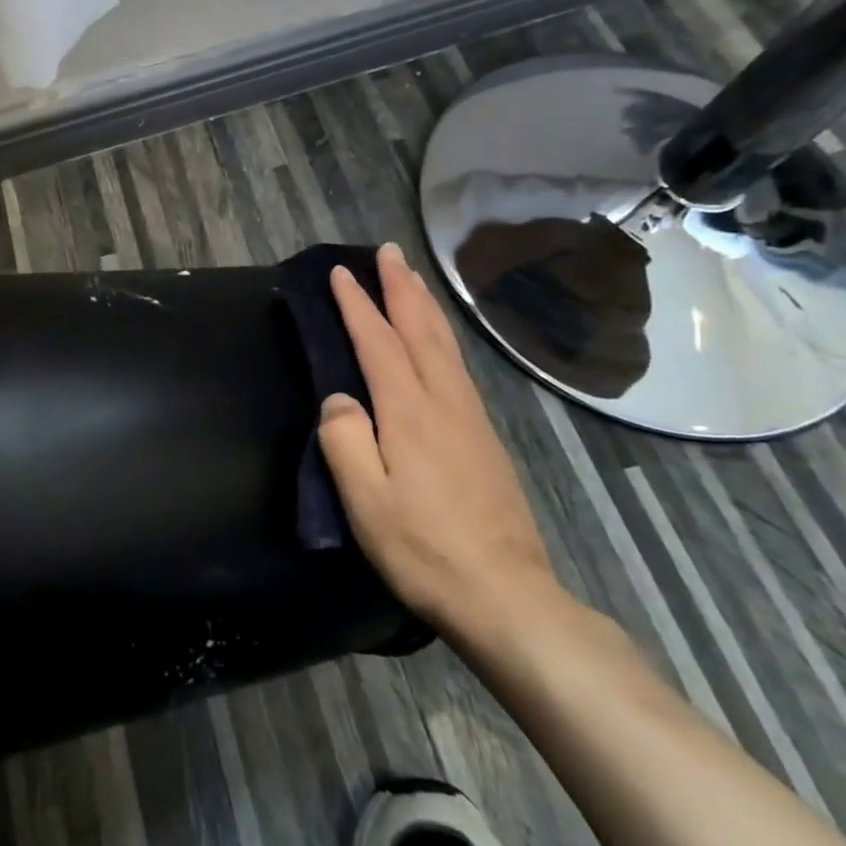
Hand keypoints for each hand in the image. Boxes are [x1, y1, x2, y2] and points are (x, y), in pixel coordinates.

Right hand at [319, 242, 565, 645]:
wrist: (506, 594)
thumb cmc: (423, 549)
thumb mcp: (365, 501)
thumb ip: (344, 441)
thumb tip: (339, 398)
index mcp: (410, 412)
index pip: (378, 342)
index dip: (357, 305)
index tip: (340, 273)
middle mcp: (444, 402)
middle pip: (421, 330)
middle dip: (402, 287)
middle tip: (388, 251)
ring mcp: (471, 418)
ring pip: (446, 345)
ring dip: (426, 306)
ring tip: (412, 279)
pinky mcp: (485, 438)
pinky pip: (458, 367)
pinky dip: (443, 338)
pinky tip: (440, 343)